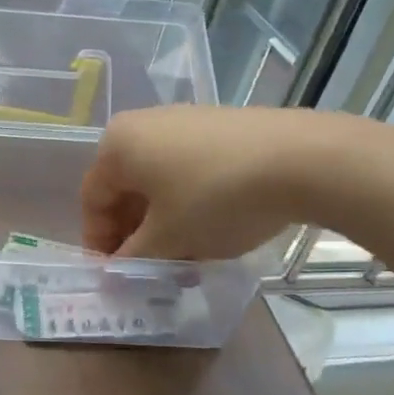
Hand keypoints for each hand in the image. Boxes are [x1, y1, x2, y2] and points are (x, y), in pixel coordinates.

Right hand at [82, 106, 378, 259]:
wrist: (301, 159)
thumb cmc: (215, 198)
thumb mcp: (167, 239)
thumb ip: (132, 259)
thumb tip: (115, 273)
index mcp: (117, 145)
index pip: (92, 199)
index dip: (98, 242)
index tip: (116, 275)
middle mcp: (144, 123)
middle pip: (125, 187)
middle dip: (133, 231)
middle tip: (149, 268)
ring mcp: (184, 120)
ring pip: (158, 179)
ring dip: (162, 219)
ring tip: (183, 253)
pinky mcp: (220, 125)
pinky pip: (187, 167)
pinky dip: (188, 200)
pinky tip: (211, 226)